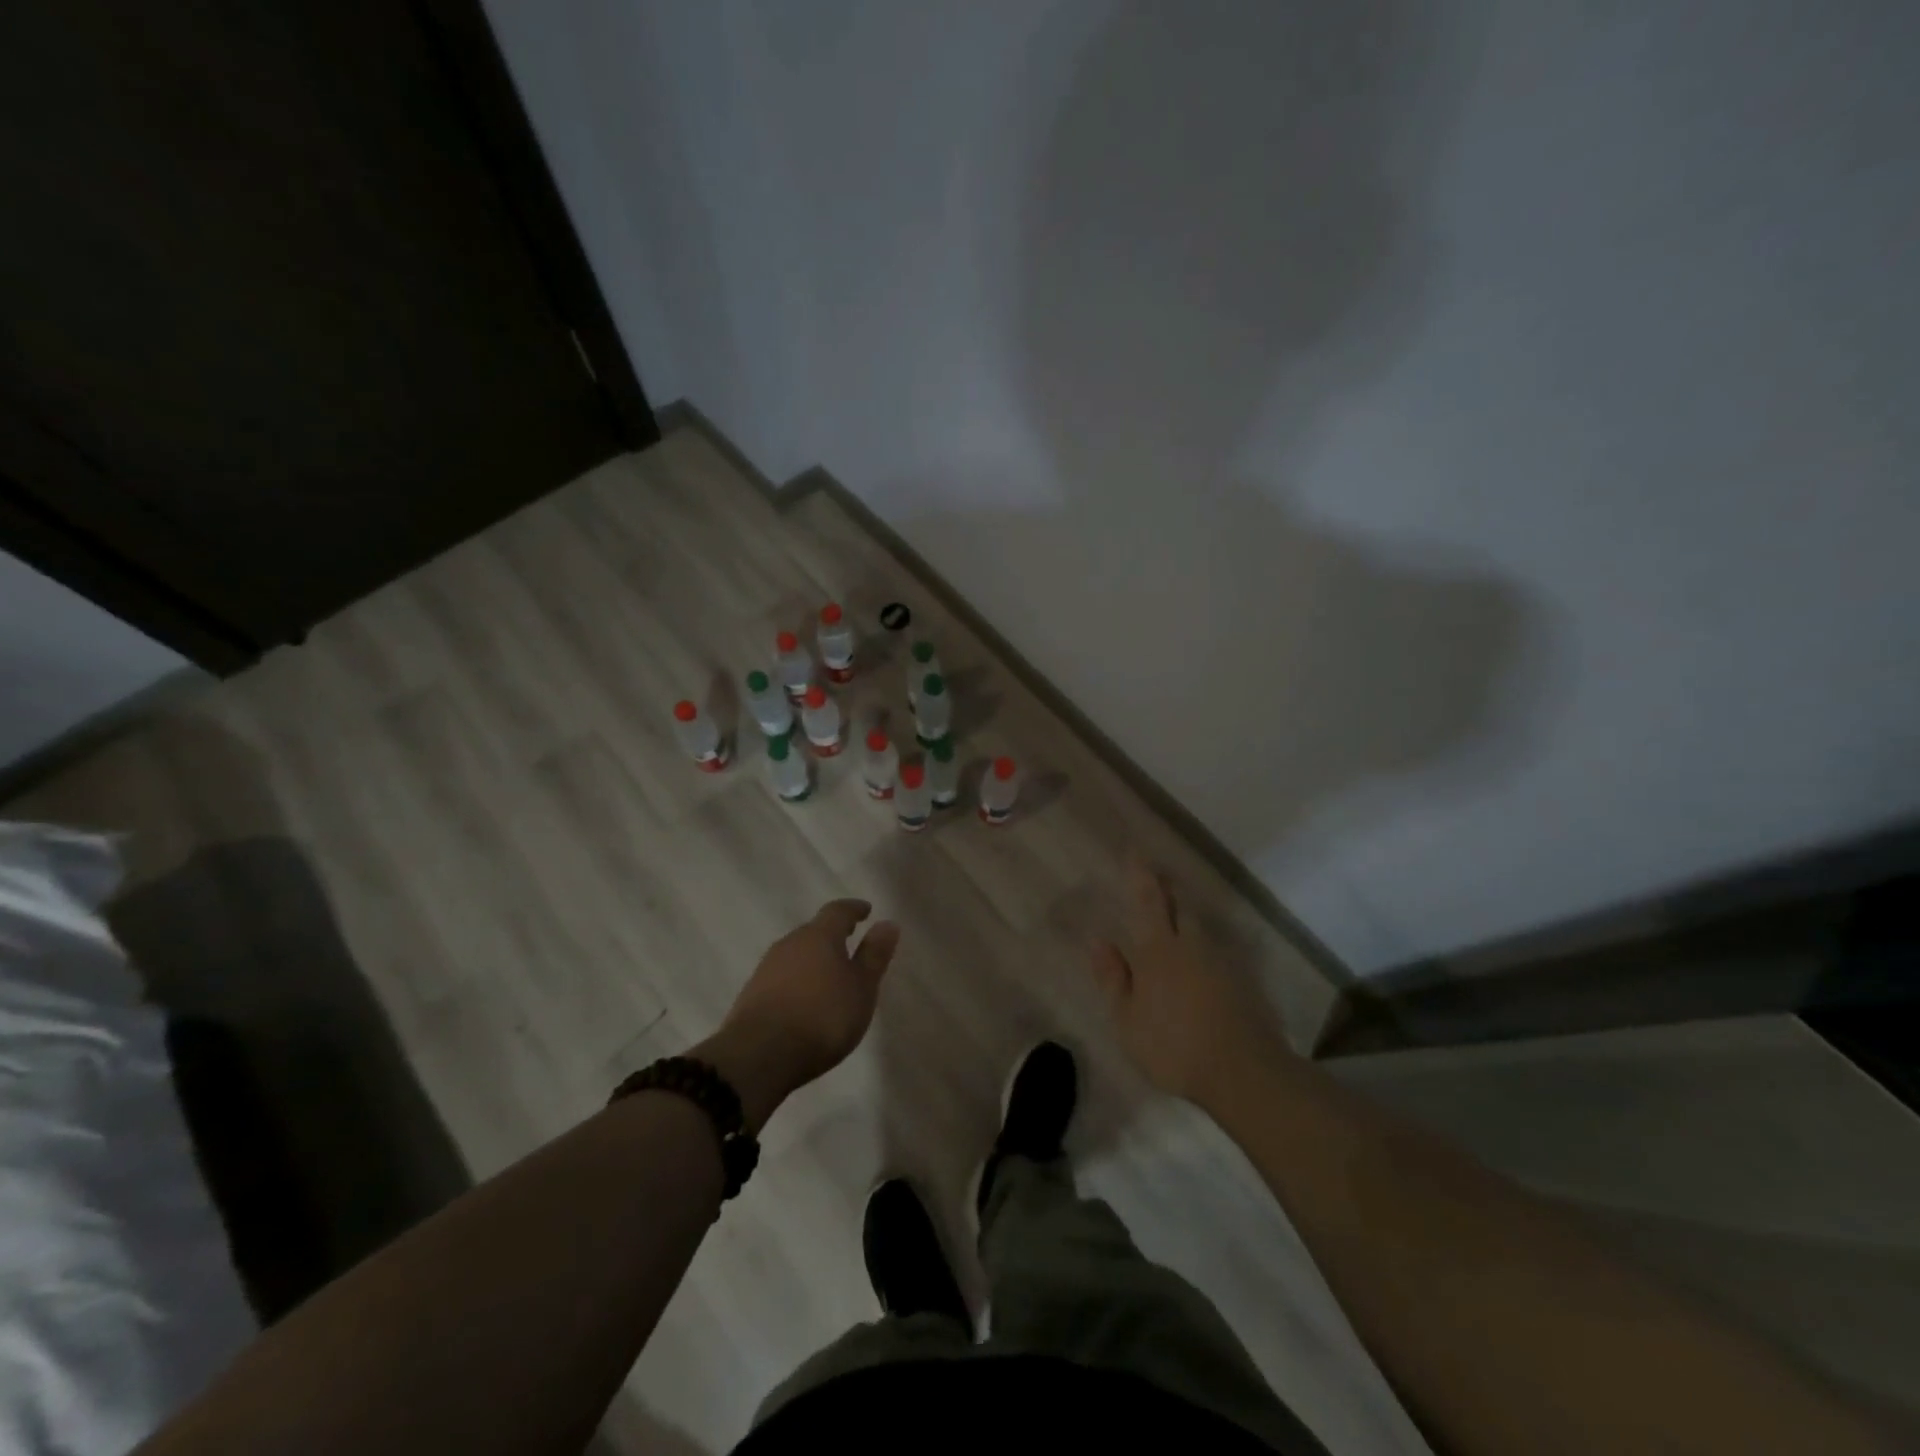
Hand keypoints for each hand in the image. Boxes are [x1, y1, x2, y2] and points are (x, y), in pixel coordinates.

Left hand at [698, 900, 899, 1130]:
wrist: (760, 1055)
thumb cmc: (823, 1016)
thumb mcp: (861, 988)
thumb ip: (874, 955)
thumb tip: (887, 923)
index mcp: (819, 936)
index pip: (838, 911)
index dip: (854, 909)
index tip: (866, 911)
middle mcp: (790, 944)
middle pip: (813, 931)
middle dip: (832, 936)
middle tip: (849, 944)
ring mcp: (766, 968)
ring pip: (795, 954)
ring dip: (812, 960)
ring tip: (828, 976)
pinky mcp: (751, 995)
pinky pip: (781, 977)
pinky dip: (796, 981)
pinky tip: (803, 999)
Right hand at [1088, 860, 1289, 1107]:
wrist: (1243, 1072)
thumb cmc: (1173, 1046)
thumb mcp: (1128, 1019)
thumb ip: (1113, 978)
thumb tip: (1098, 940)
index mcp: (1159, 950)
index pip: (1147, 900)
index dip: (1140, 873)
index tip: (1135, 849)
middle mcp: (1191, 944)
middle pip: (1180, 903)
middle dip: (1167, 886)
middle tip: (1157, 877)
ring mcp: (1221, 960)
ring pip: (1201, 923)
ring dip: (1187, 911)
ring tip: (1176, 911)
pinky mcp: (1242, 979)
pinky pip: (1218, 947)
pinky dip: (1205, 942)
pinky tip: (1202, 955)